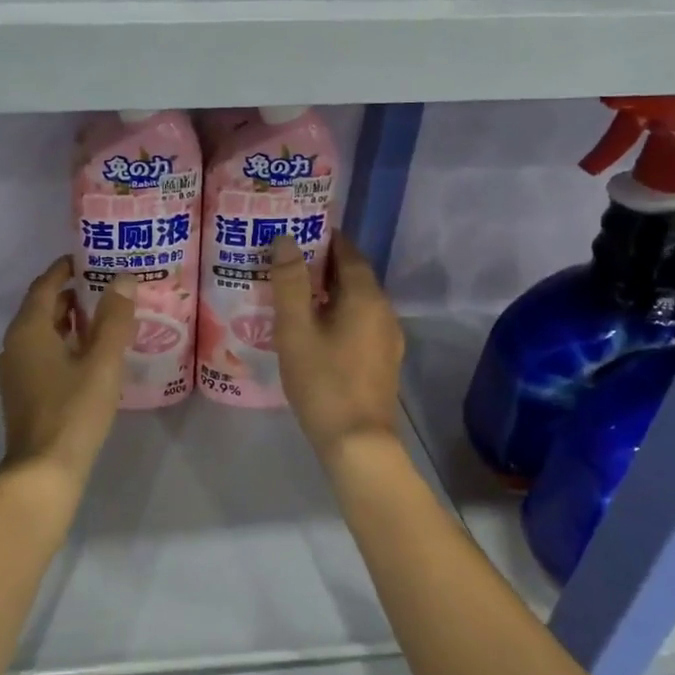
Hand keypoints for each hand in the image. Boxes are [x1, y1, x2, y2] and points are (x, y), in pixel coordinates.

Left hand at [0, 257, 136, 487]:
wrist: (43, 472)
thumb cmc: (73, 410)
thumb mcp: (102, 361)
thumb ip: (114, 318)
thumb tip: (123, 278)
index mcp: (29, 329)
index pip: (45, 285)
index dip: (65, 269)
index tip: (89, 259)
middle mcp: (15, 344)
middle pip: (42, 307)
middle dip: (71, 294)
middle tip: (106, 287)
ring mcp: (15, 371)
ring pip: (42, 333)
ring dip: (68, 321)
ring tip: (103, 317)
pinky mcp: (22, 393)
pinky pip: (42, 354)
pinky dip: (63, 343)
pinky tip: (89, 355)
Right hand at [269, 231, 404, 460]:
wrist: (357, 441)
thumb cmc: (322, 380)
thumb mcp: (295, 329)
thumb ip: (290, 281)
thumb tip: (286, 239)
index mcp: (365, 296)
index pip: (347, 252)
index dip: (323, 239)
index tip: (296, 233)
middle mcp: (384, 309)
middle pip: (354, 275)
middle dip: (323, 265)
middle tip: (287, 263)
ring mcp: (388, 336)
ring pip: (357, 300)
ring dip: (330, 291)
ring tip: (296, 294)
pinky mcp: (384, 359)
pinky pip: (361, 322)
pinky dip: (339, 314)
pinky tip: (316, 329)